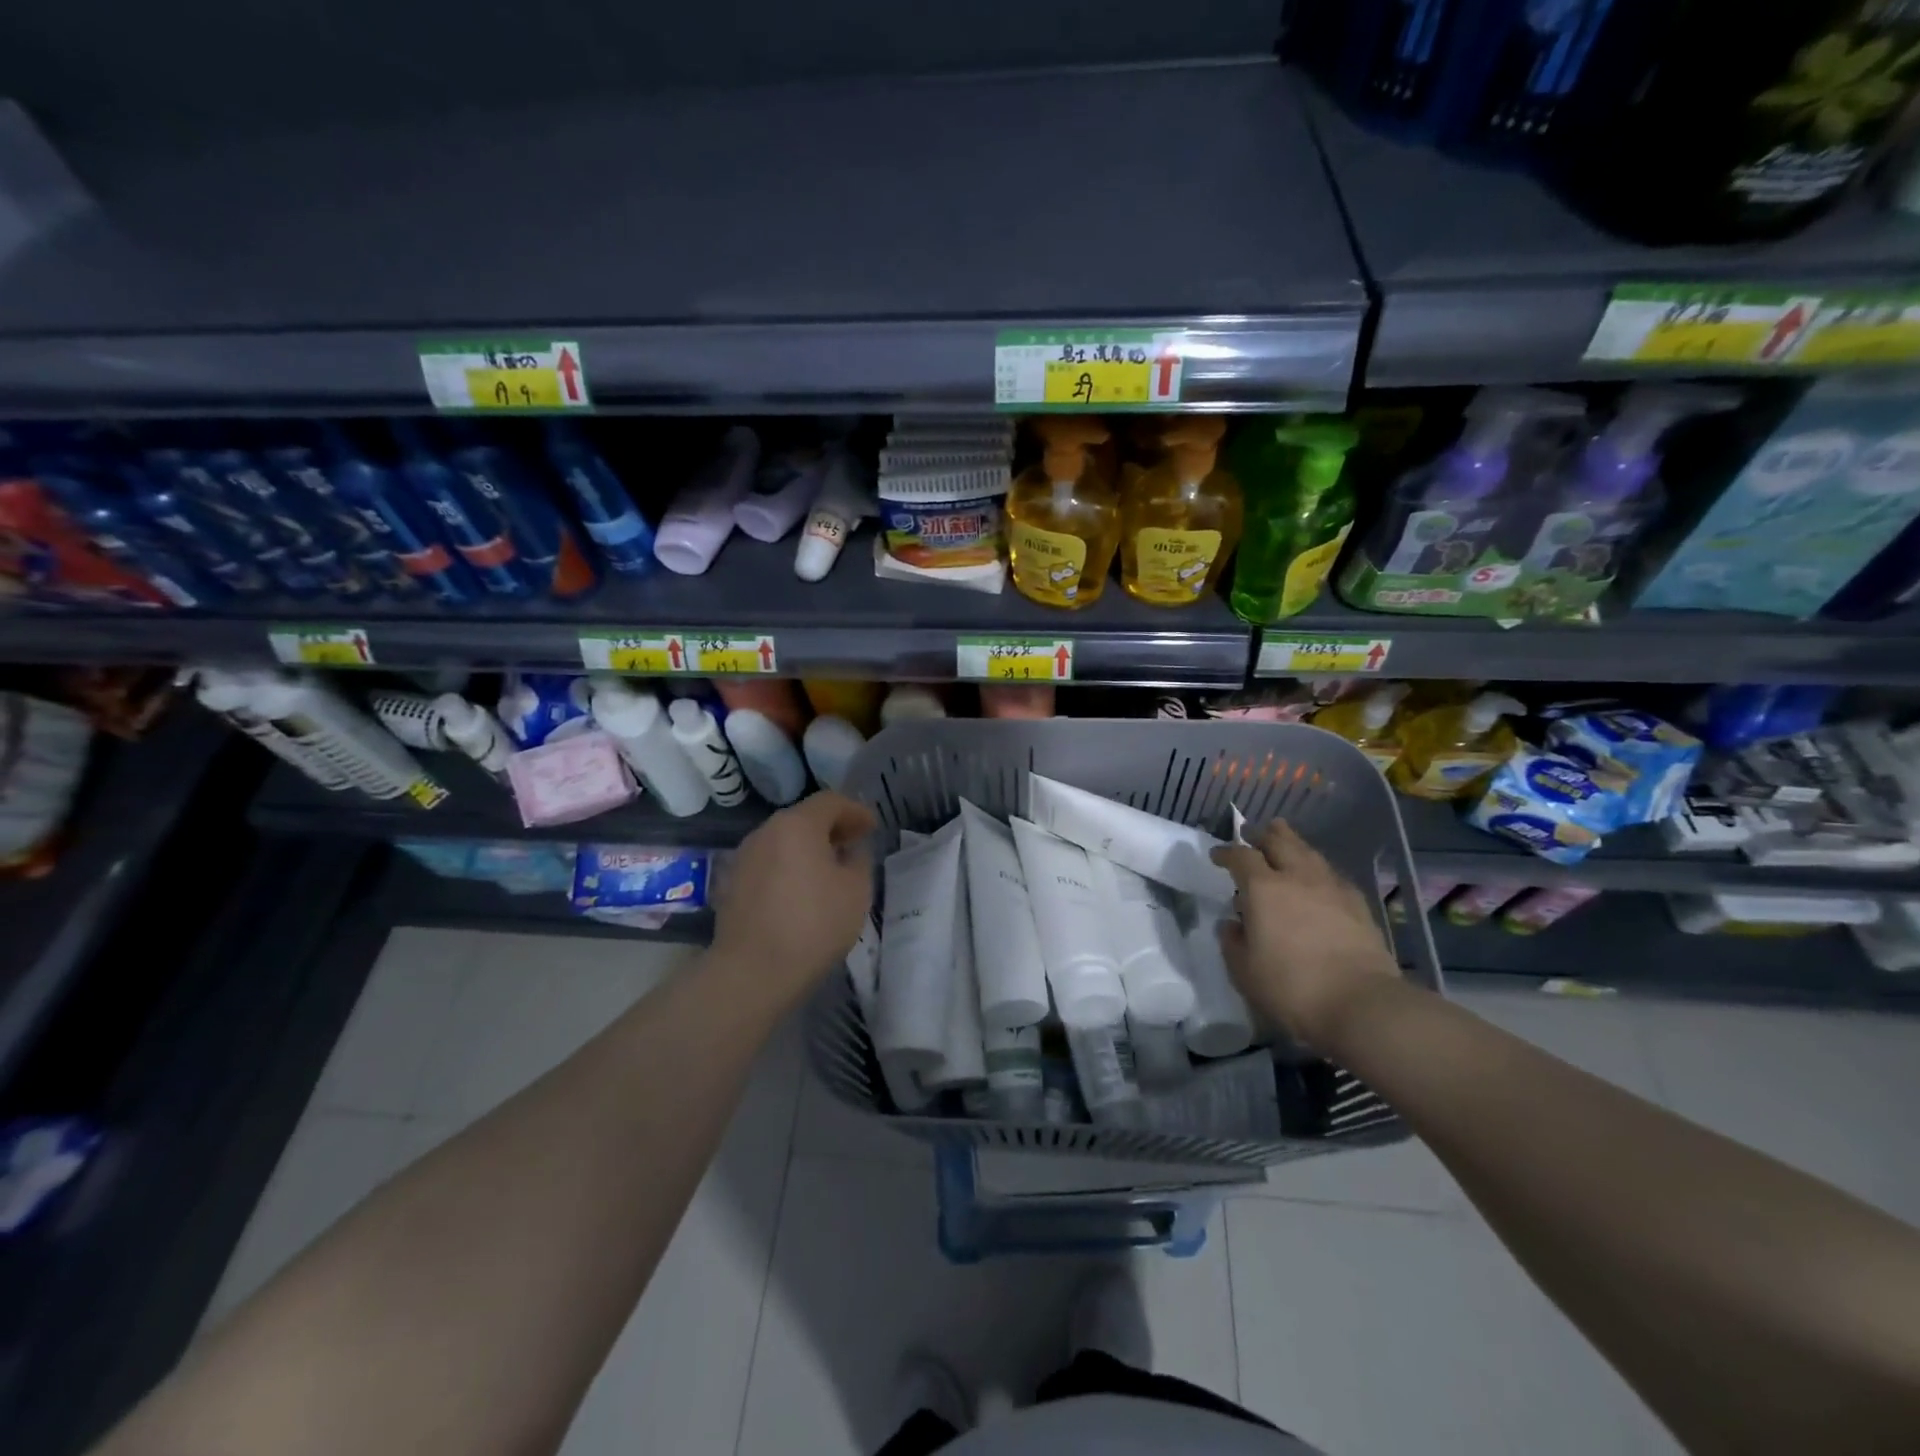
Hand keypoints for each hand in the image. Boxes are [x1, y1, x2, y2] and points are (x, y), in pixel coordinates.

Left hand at [709, 791, 877, 1011]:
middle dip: (831, 828)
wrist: (753, 971)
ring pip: (783, 842)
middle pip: (803, 818)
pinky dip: (788, 868)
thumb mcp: (856, 890)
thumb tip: (851, 850)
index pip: (830, 801)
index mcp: (797, 824)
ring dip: (808, 849)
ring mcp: (744, 858)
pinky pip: (769, 864)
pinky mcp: (733, 884)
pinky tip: (801, 891)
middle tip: (853, 845)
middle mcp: (766, 832)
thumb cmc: (814, 924)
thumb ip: (859, 860)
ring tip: (829, 870)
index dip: (855, 811)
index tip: (871, 828)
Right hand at [1209, 819, 1397, 1047]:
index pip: (1240, 856)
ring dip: (1291, 843)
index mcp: (1263, 889)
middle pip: (1279, 840)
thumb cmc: (1292, 987)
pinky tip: (1316, 879)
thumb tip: (1232, 925)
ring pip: (1308, 852)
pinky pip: (1331, 873)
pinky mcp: (1357, 903)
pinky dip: (1316, 868)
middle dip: (1262, 835)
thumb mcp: (1244, 971)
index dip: (1226, 852)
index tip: (1217, 856)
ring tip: (1283, 842)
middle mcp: (1297, 877)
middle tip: (1251, 835)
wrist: (1361, 1003)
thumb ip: (1232, 942)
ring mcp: (1331, 887)